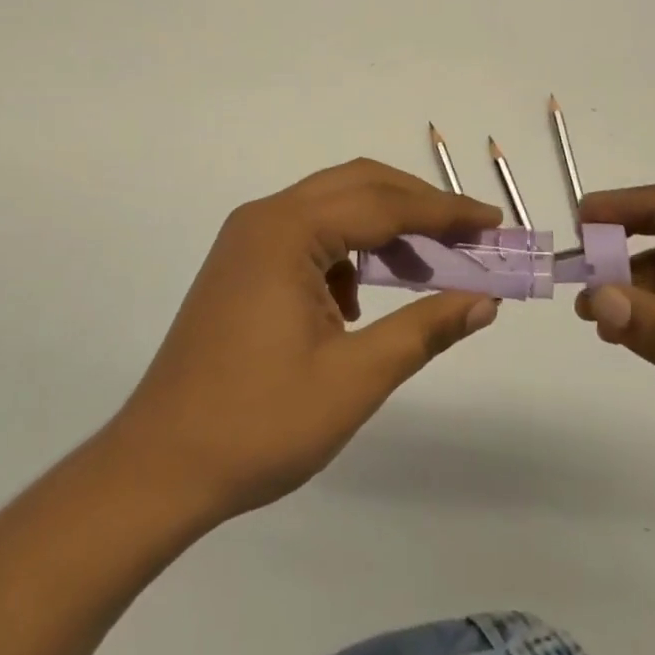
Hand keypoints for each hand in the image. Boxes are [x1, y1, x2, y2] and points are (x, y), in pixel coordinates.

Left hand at [105, 159, 503, 523]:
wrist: (160, 468)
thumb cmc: (259, 423)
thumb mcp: (355, 378)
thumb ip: (424, 330)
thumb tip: (484, 302)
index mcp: (287, 231)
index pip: (384, 204)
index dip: (446, 212)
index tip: (494, 223)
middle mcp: (265, 219)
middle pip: (358, 186)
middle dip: (419, 206)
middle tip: (471, 235)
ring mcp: (247, 240)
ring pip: (333, 207)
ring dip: (384, 227)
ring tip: (429, 266)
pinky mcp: (241, 266)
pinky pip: (308, 235)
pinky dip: (348, 251)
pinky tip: (362, 301)